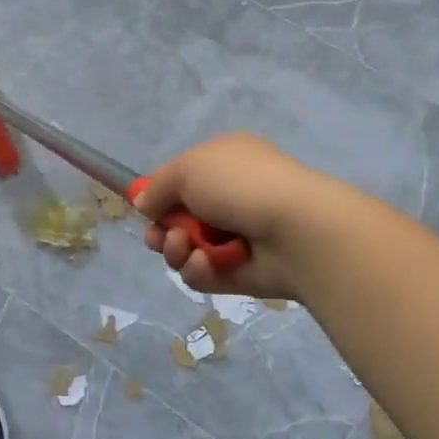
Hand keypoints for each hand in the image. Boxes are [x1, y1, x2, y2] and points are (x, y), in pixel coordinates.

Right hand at [135, 133, 350, 302]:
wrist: (296, 229)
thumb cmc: (241, 185)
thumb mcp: (187, 169)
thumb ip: (157, 187)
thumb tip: (142, 204)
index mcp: (223, 163)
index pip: (180, 180)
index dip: (159, 195)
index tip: (145, 208)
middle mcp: (229, 198)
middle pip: (177, 220)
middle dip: (160, 230)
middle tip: (159, 237)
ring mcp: (235, 238)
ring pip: (185, 250)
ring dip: (175, 250)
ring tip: (184, 247)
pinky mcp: (238, 273)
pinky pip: (202, 275)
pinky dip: (197, 270)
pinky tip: (206, 263)